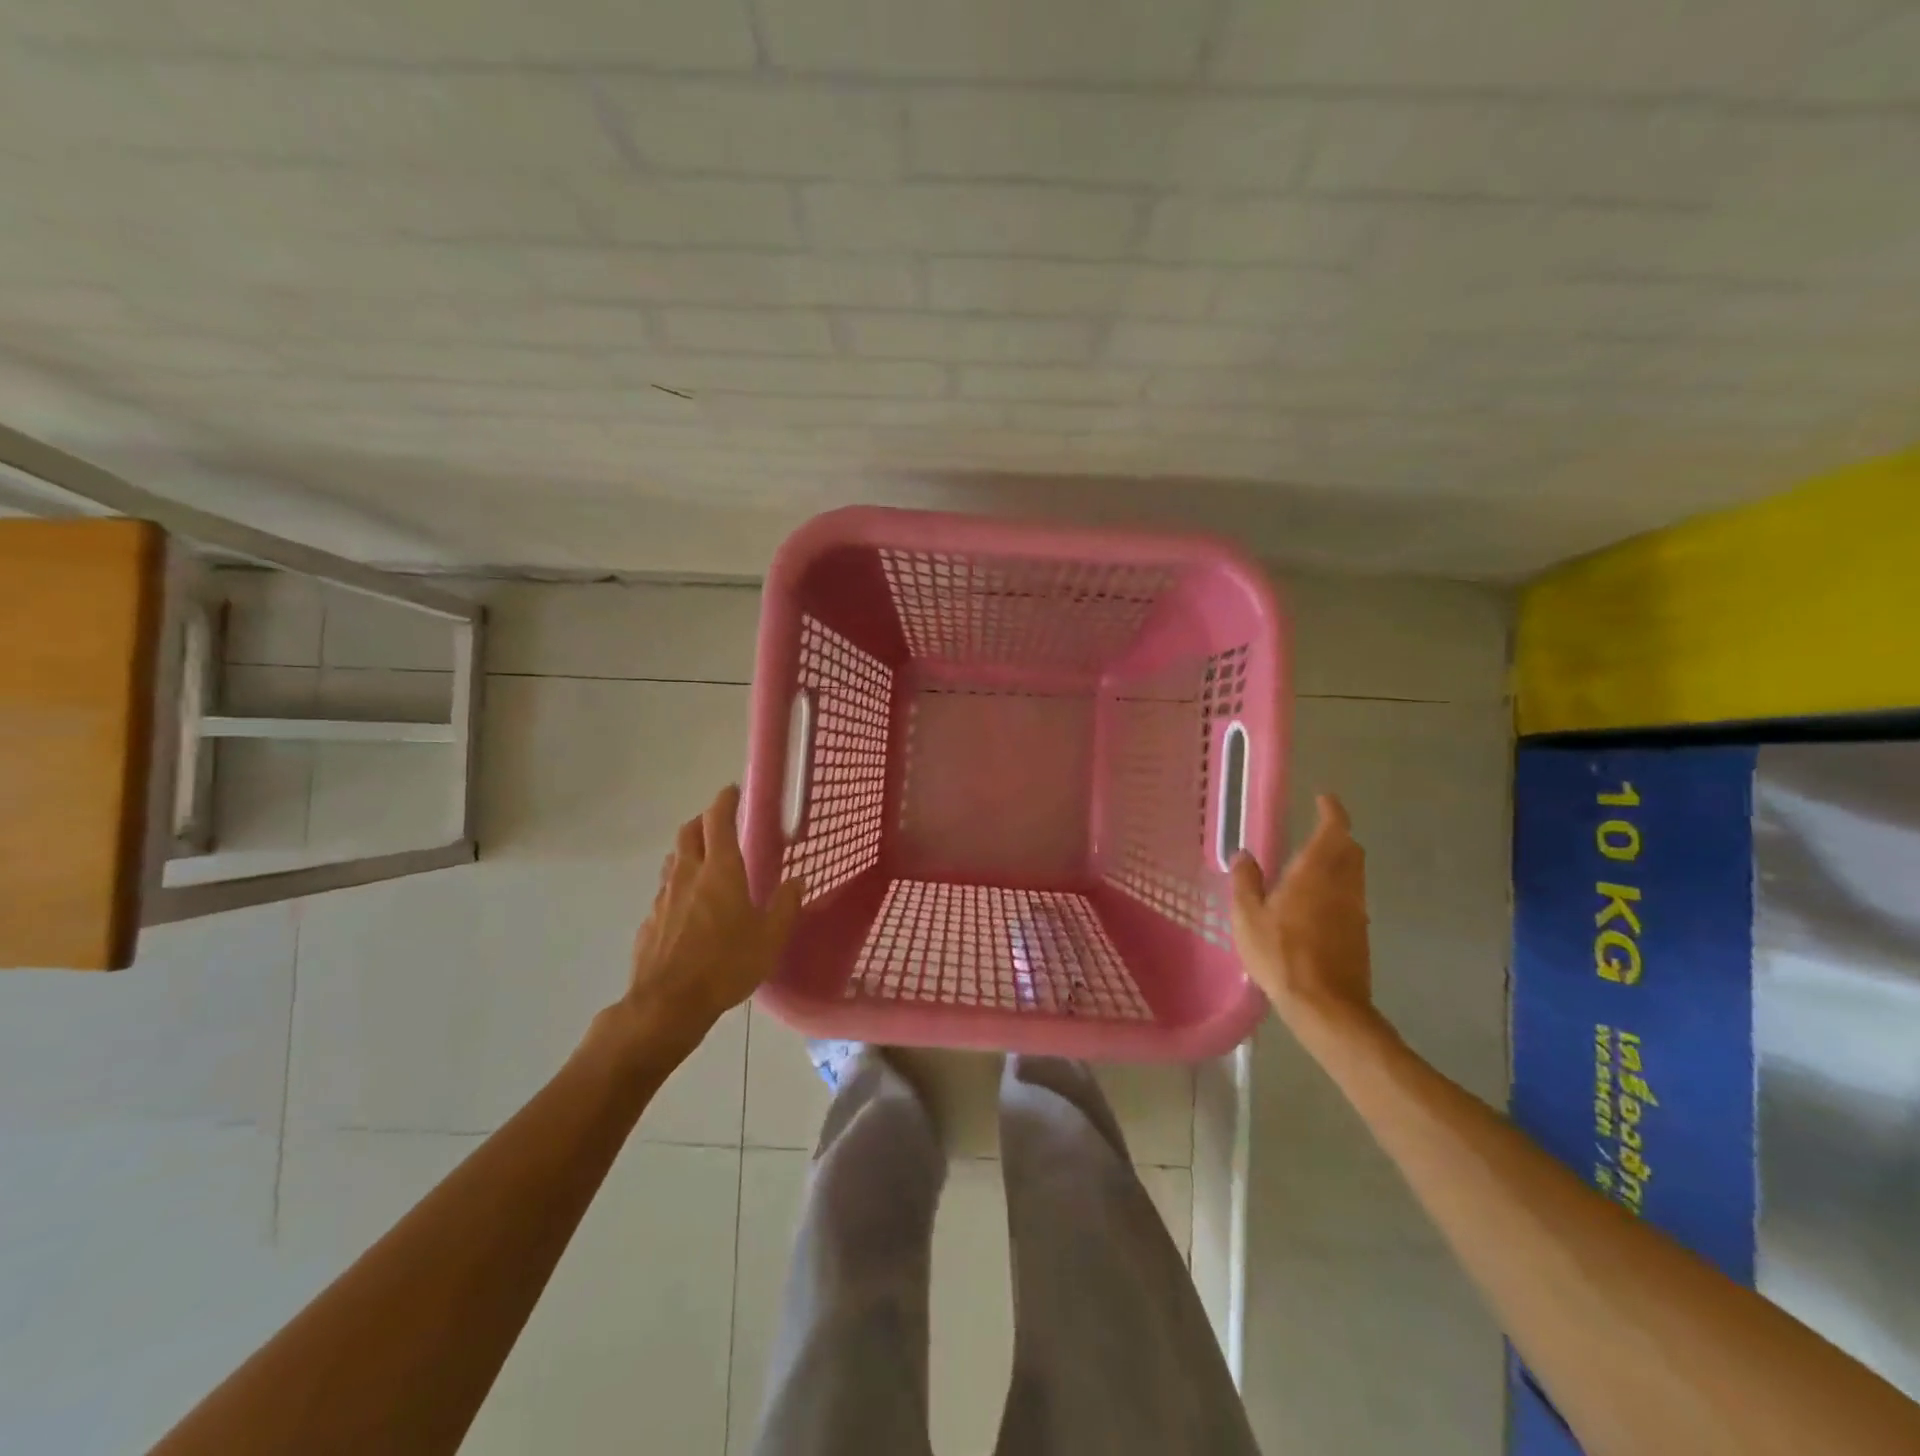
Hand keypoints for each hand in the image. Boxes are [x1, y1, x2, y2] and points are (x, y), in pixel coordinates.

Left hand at [620, 785, 803, 1055]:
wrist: (667, 1004)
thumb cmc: (726, 964)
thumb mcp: (770, 938)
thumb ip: (784, 906)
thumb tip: (797, 881)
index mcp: (720, 870)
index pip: (718, 820)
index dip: (725, 801)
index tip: (732, 790)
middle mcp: (688, 874)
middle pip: (689, 832)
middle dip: (704, 821)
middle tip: (720, 823)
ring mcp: (663, 897)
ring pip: (674, 860)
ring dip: (688, 851)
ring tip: (705, 862)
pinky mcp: (649, 921)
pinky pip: (665, 891)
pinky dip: (678, 886)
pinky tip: (689, 908)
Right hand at [1230, 793, 1373, 1034]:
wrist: (1326, 1006)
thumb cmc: (1281, 955)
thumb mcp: (1248, 918)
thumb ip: (1246, 882)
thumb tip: (1245, 855)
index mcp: (1314, 873)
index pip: (1333, 830)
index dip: (1332, 811)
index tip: (1324, 799)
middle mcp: (1342, 885)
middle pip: (1350, 849)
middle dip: (1338, 833)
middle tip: (1319, 827)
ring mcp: (1355, 910)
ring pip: (1354, 873)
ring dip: (1341, 859)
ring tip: (1315, 862)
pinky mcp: (1360, 933)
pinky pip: (1352, 895)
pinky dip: (1340, 885)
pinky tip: (1319, 900)